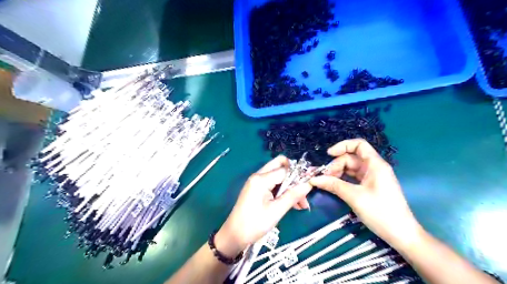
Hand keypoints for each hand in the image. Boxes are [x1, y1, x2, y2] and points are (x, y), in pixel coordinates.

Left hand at [218, 157, 312, 255]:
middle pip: (280, 165)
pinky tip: (293, 203)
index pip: (285, 170)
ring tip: (301, 203)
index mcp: (261, 179)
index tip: (311, 185)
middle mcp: (258, 175)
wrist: (234, 235)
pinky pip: (273, 183)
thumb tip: (309, 184)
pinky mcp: (257, 188)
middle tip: (304, 190)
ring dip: (290, 185)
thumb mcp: (276, 211)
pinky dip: (283, 190)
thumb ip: (293, 196)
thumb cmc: (254, 224)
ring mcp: (257, 181)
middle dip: (294, 175)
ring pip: (278, 175)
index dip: (299, 175)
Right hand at [310, 138, 423, 248]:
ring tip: (326, 183)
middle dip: (336, 165)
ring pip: (351, 168)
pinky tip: (333, 186)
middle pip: (351, 158)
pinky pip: (353, 178)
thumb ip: (334, 185)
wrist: (401, 235)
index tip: (328, 155)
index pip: (359, 145)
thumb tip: (314, 179)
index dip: (342, 146)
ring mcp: (372, 178)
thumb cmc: (381, 212)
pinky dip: (342, 180)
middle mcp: (373, 168)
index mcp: (375, 164)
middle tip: (324, 178)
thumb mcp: (354, 197)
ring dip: (337, 173)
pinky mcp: (369, 187)